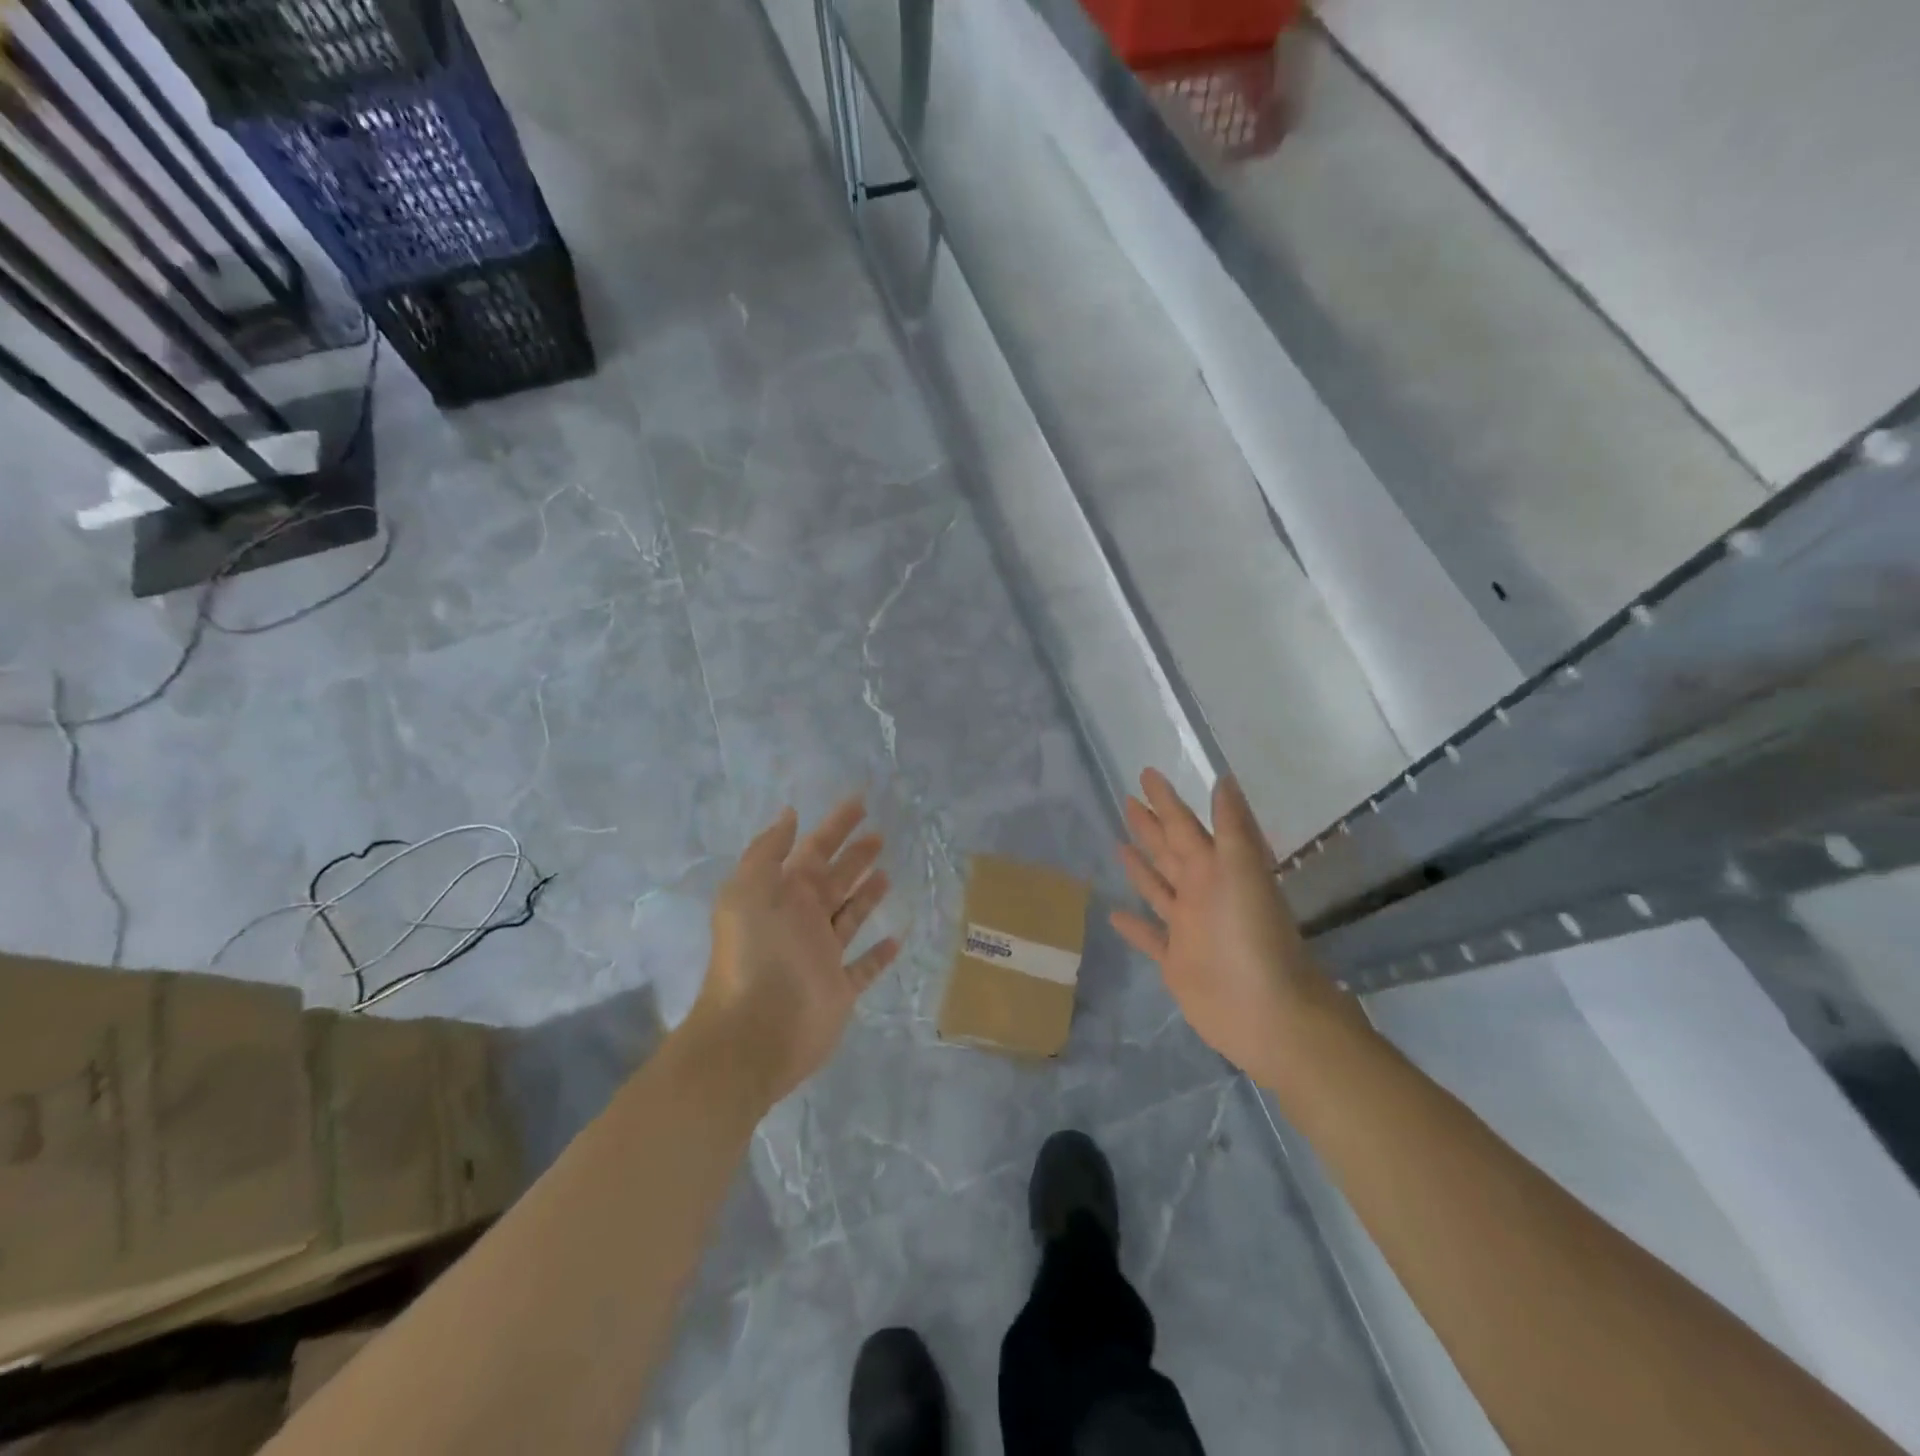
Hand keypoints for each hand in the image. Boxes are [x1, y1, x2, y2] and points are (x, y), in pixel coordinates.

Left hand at [691, 798, 900, 1107]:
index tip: (860, 803)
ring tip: (887, 874)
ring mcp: (821, 956)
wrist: (755, 1031)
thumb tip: (790, 815)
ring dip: (866, 896)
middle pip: (834, 880)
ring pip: (849, 918)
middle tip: (880, 835)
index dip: (835, 826)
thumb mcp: (748, 890)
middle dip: (855, 856)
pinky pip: (863, 968)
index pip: (814, 850)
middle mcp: (802, 921)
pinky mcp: (839, 990)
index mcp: (782, 895)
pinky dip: (878, 955)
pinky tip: (896, 940)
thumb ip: (768, 851)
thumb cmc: (755, 954)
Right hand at [1111, 770, 1351, 1088]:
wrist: (1268, 1014)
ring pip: (1158, 888)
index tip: (1146, 773)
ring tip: (1119, 845)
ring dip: (1141, 866)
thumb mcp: (1244, 873)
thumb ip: (1233, 828)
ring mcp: (1188, 928)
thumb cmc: (1253, 938)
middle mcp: (1201, 893)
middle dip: (1150, 826)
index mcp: (1215, 869)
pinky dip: (1134, 926)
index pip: (1183, 825)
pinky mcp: (1176, 961)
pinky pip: (1150, 936)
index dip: (1165, 800)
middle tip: (1127, 800)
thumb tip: (1224, 779)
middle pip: (1169, 851)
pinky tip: (1114, 914)